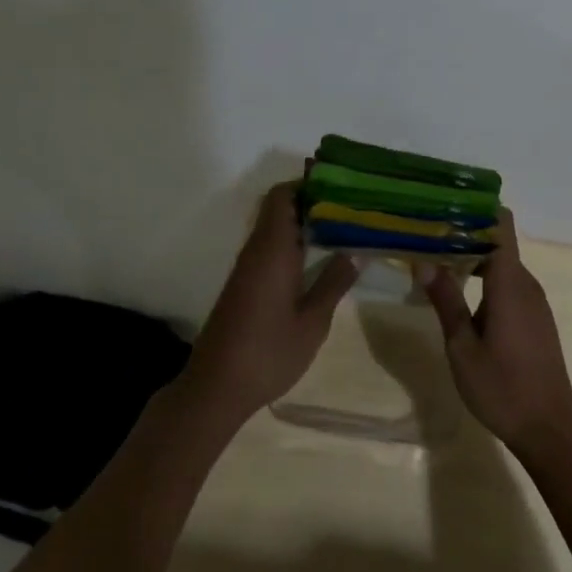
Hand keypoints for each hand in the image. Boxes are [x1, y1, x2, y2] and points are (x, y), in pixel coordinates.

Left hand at [184, 182, 358, 424]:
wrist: (216, 386)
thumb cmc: (268, 352)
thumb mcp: (312, 322)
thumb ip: (333, 283)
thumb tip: (356, 252)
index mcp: (273, 249)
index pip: (283, 195)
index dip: (309, 184)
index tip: (342, 187)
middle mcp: (256, 249)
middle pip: (280, 207)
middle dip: (313, 202)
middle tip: (351, 209)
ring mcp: (247, 267)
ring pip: (275, 228)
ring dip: (304, 224)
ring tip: (343, 231)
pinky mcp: (244, 284)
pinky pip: (270, 248)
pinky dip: (293, 244)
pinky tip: (318, 261)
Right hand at [415, 210, 571, 456]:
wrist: (549, 430)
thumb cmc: (501, 388)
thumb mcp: (462, 346)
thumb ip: (445, 300)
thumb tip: (423, 260)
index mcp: (509, 283)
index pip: (500, 225)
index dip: (476, 208)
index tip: (445, 204)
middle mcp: (526, 284)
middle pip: (498, 241)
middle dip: (465, 233)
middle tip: (427, 233)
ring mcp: (534, 302)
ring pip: (503, 264)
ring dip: (474, 257)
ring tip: (436, 259)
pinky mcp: (536, 319)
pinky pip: (510, 284)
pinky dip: (486, 279)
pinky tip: (461, 292)